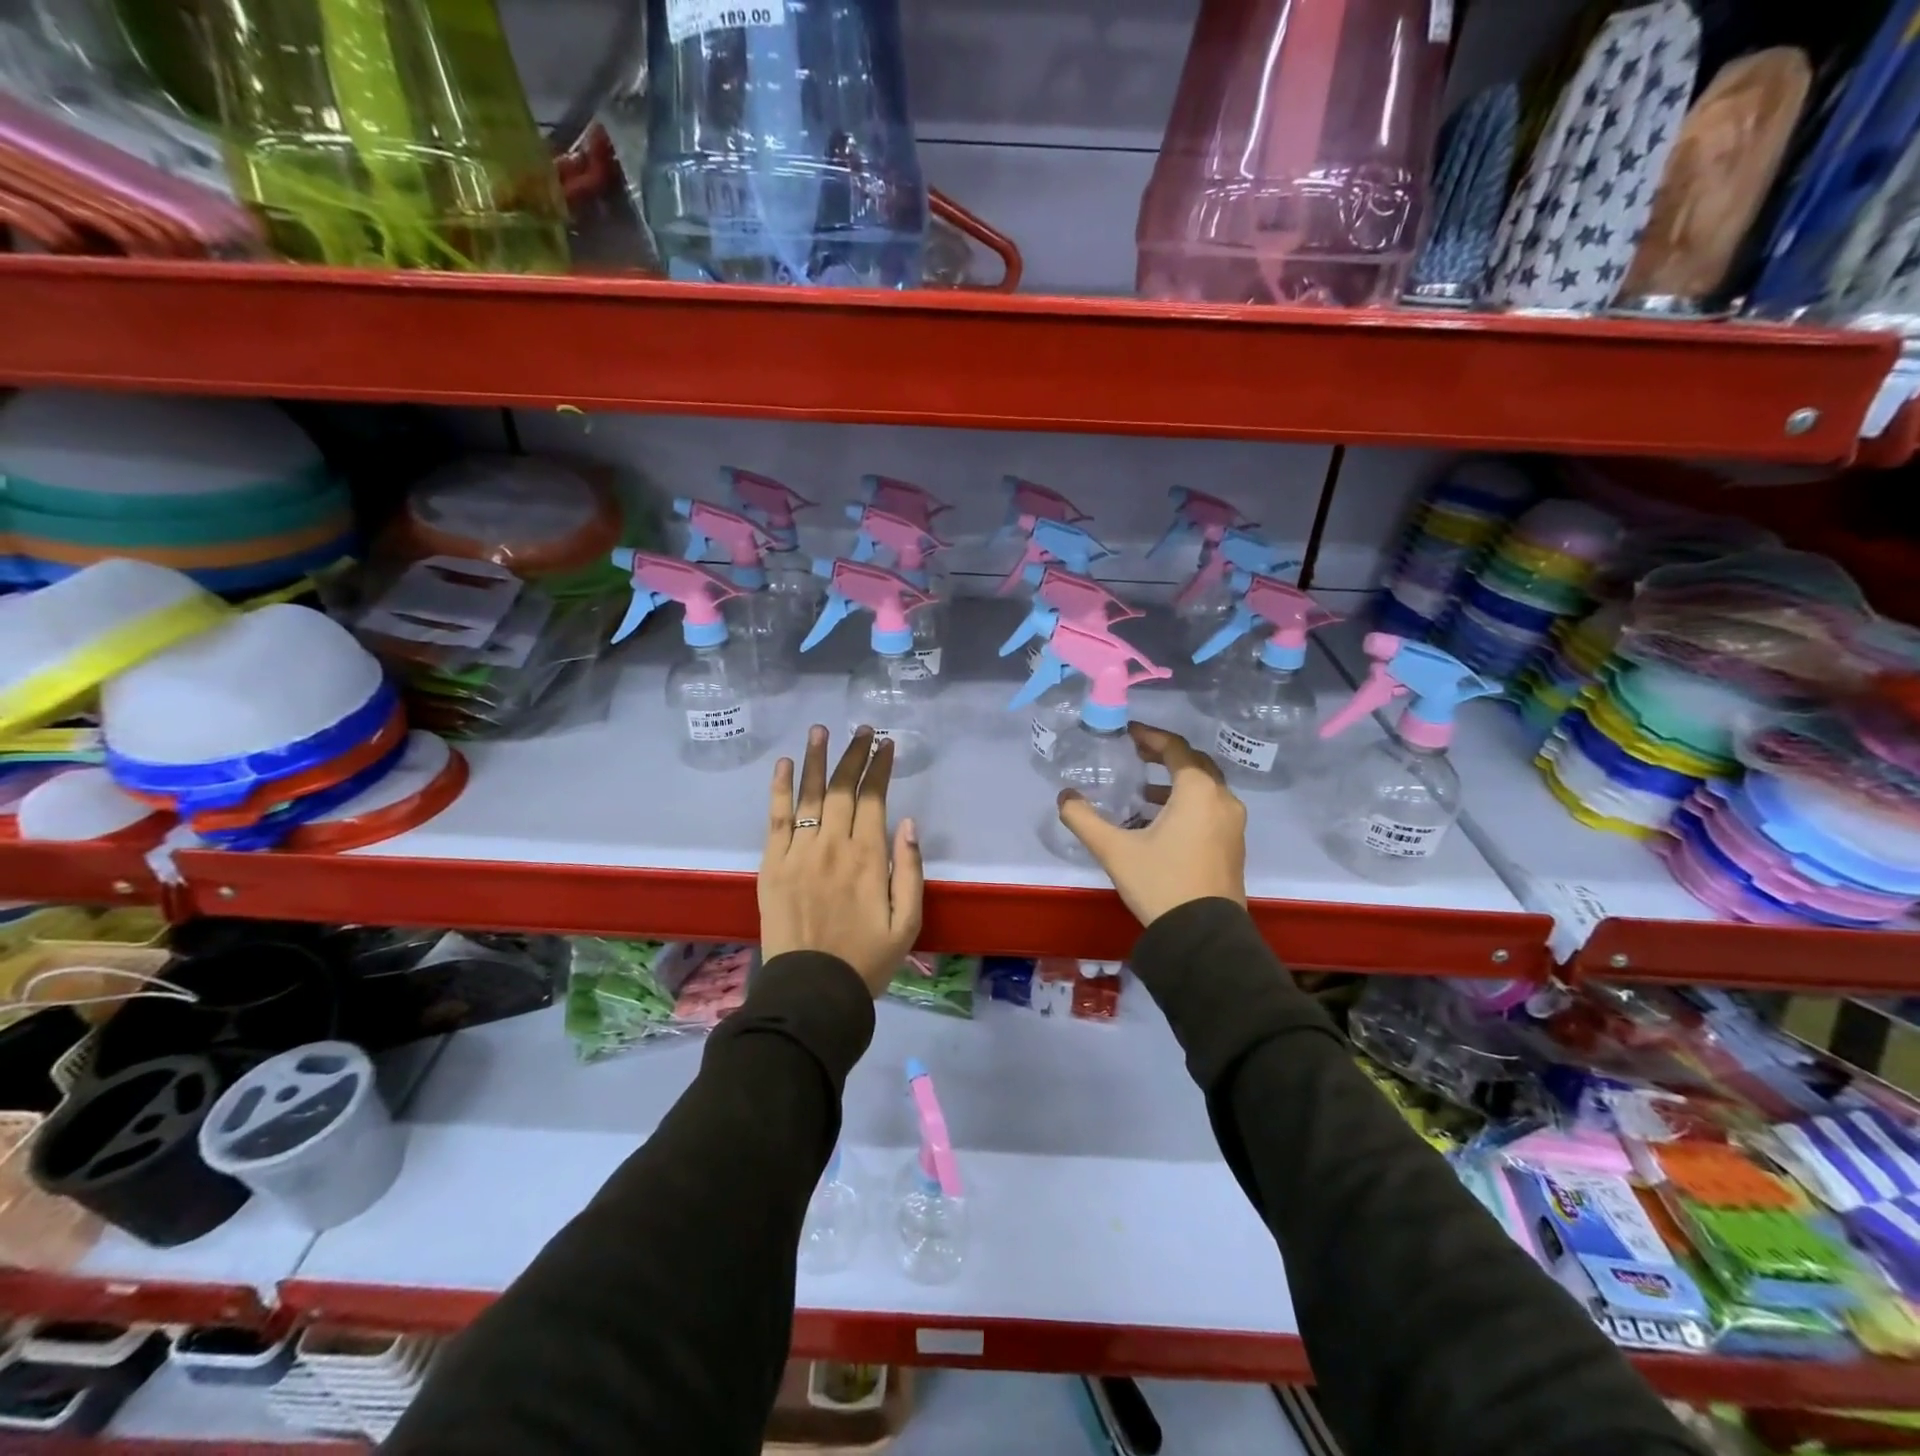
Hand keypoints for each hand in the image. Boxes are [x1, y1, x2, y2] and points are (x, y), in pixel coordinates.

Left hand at [760, 724, 924, 995]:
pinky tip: (783, 764)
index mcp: (868, 857)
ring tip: (820, 730)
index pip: (873, 799)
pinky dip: (779, 789)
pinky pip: (776, 818)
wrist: (811, 991)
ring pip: (808, 794)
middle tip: (862, 730)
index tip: (886, 745)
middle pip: (842, 788)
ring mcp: (798, 852)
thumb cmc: (866, 960)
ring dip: (815, 759)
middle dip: (854, 755)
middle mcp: (833, 845)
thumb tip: (907, 823)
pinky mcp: (772, 864)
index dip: (880, 768)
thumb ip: (910, 871)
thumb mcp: (907, 923)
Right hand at [1057, 722, 1246, 925]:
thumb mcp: (1114, 850)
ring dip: (1176, 782)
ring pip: (1205, 788)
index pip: (1175, 748)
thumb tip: (1064, 797)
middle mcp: (1222, 800)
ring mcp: (1233, 824)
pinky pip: (1211, 809)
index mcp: (1198, 791)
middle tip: (1136, 755)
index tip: (1128, 733)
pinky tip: (1161, 822)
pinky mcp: (1234, 845)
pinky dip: (1188, 803)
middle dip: (1165, 755)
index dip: (1150, 736)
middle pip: (1195, 764)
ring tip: (1143, 791)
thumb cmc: (1160, 883)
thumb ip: (1084, 818)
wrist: (1204, 936)